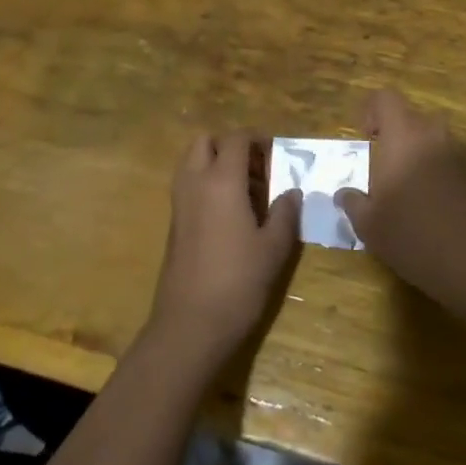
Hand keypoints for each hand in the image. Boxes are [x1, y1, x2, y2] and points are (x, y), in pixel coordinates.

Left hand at [148, 130, 300, 366]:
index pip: (236, 138)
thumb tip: (291, 192)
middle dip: (230, 146)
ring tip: (246, 192)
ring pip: (191, 162)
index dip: (258, 139)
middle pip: (205, 141)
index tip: (277, 155)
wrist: (190, 325)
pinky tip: (231, 215)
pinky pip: (188, 185)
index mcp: (221, 181)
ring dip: (216, 164)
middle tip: (257, 170)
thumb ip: (285, 213)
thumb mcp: (274, 248)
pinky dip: (206, 184)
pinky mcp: (173, 223)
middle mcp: (194, 183)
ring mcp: (179, 203)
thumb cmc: (238, 282)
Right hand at [336, 91, 465, 303]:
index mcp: (402, 136)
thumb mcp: (368, 223)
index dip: (371, 110)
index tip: (364, 137)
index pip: (386, 98)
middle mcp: (429, 135)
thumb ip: (353, 202)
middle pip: (409, 115)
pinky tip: (417, 199)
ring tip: (396, 181)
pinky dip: (427, 167)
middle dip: (392, 131)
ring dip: (411, 149)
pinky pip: (440, 157)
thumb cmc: (409, 233)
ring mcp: (452, 154)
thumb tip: (344, 194)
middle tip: (378, 159)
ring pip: (428, 136)